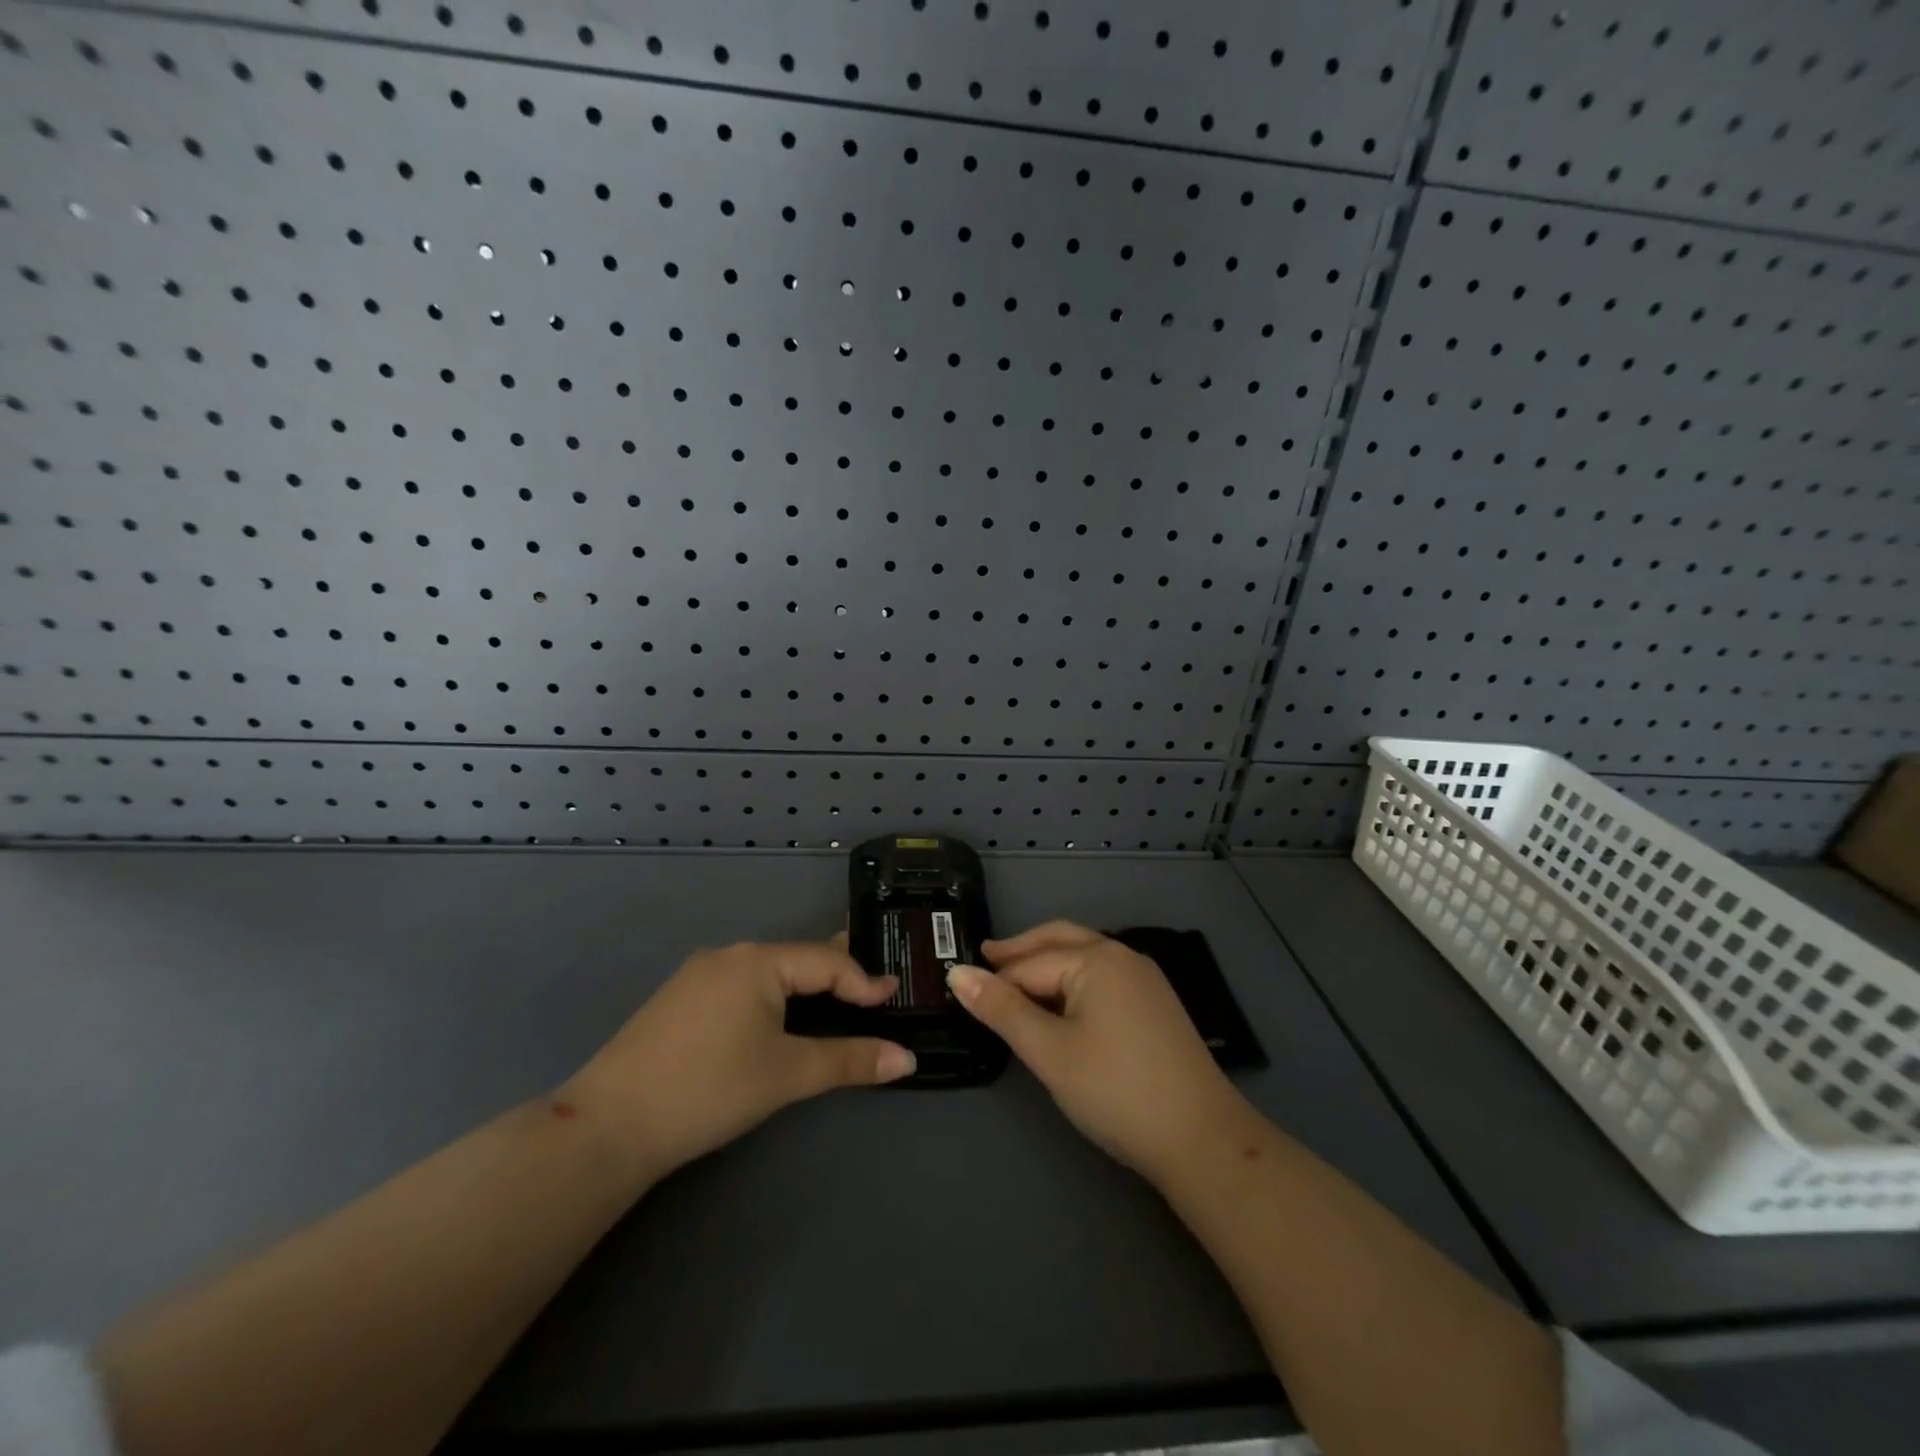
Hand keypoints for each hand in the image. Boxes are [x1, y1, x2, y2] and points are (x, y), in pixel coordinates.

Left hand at [565, 939, 914, 1181]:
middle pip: (796, 959)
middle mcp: (727, 956)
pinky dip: (770, 997)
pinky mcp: (678, 1001)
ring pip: (766, 973)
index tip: (894, 999)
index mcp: (757, 961)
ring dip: (802, 986)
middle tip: (870, 990)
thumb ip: (849, 1061)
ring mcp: (697, 976)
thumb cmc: (709, 1089)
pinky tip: (774, 1018)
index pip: (826, 961)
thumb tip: (907, 1059)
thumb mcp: (787, 1074)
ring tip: (832, 1000)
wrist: (608, 1126)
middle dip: (835, 974)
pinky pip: (740, 986)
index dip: (863, 981)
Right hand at [948, 922, 1242, 1183]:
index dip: (995, 979)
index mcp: (1095, 958)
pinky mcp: (1155, 1003)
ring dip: (1046, 963)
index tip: (961, 987)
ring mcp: (1144, 978)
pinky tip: (1062, 1003)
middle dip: (1021, 951)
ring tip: (1015, 982)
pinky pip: (1102, 975)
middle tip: (984, 962)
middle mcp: (1122, 955)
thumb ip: (1002, 1010)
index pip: (1029, 964)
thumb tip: (957, 973)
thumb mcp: (1049, 1051)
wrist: (1202, 1139)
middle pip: (1059, 940)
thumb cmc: (1116, 1091)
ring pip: (1082, 956)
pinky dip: (1072, 979)